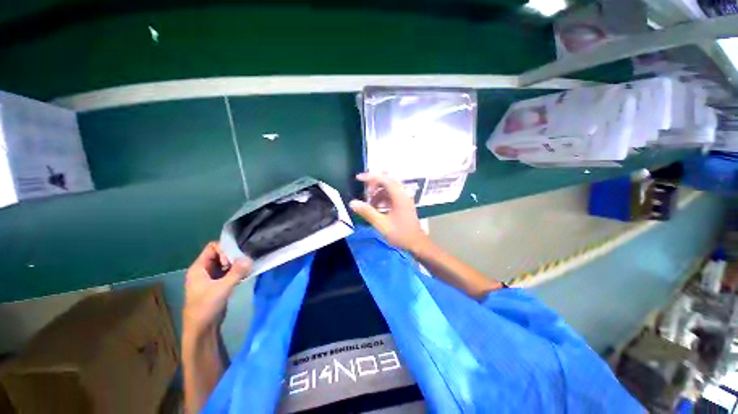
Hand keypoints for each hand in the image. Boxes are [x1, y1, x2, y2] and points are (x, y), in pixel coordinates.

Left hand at [183, 242, 251, 337]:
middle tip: (243, 263)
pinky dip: (237, 271)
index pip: (212, 247)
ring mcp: (211, 277)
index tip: (234, 259)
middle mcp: (204, 270)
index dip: (224, 250)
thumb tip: (250, 258)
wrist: (202, 329)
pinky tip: (245, 274)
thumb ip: (236, 272)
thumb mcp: (222, 288)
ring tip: (246, 268)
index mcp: (199, 268)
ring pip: (226, 263)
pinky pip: (228, 272)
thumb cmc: (206, 307)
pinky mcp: (218, 284)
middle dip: (233, 256)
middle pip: (220, 254)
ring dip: (236, 264)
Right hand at [349, 173, 429, 252]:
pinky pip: (390, 195)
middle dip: (373, 186)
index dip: (370, 177)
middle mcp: (403, 194)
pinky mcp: (403, 204)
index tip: (358, 178)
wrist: (417, 244)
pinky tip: (377, 209)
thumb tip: (352, 203)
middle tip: (366, 196)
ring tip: (370, 205)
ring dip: (377, 193)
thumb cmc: (400, 234)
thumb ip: (367, 212)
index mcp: (399, 196)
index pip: (384, 179)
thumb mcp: (382, 224)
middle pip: (386, 181)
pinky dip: (382, 199)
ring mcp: (404, 198)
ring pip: (388, 188)